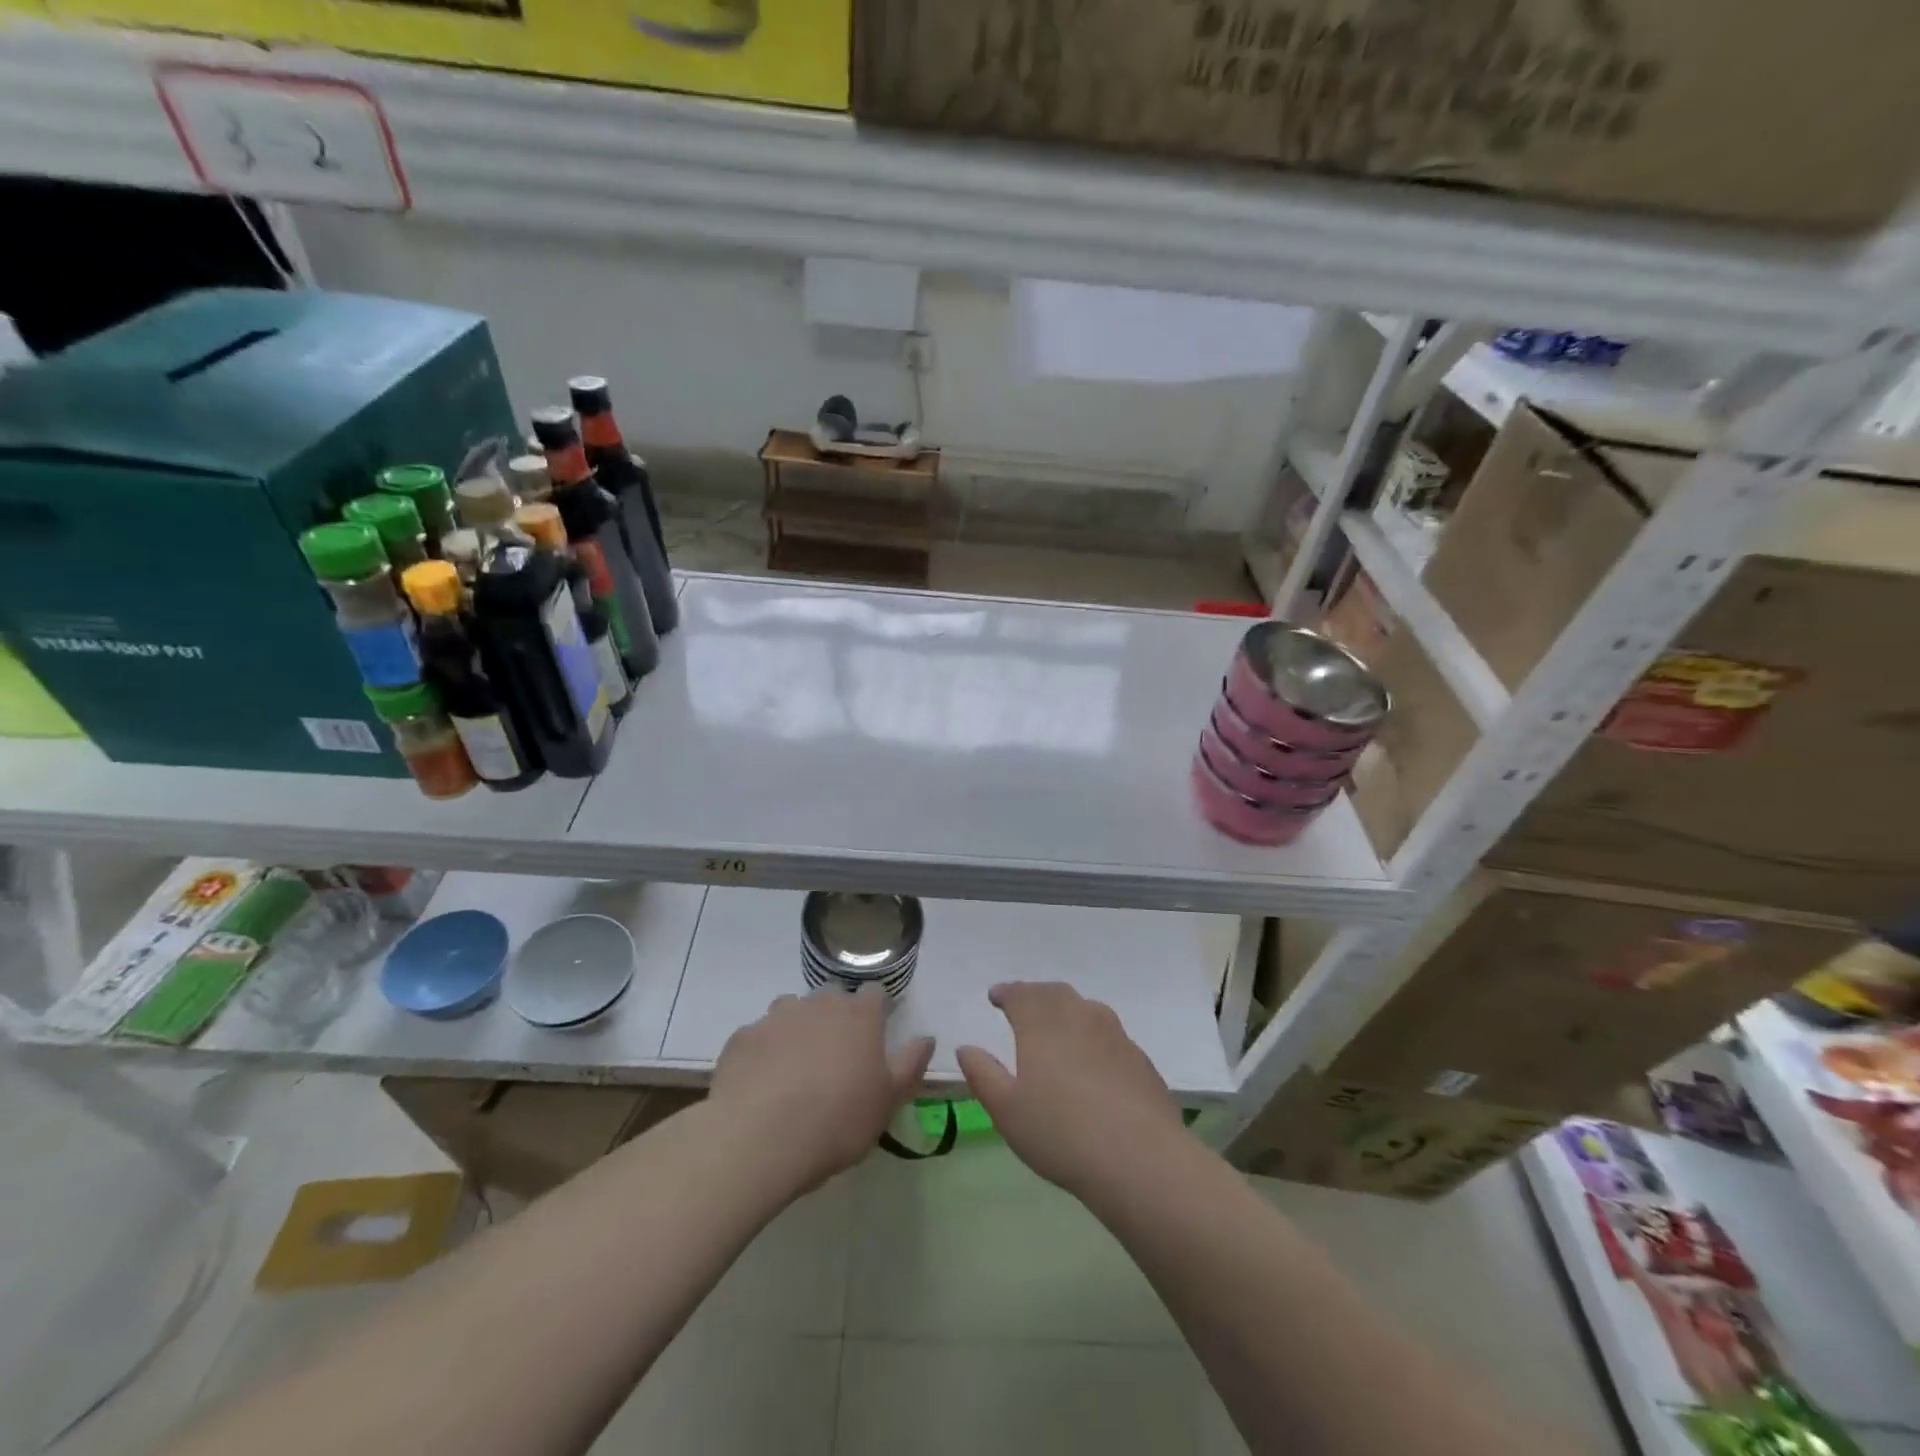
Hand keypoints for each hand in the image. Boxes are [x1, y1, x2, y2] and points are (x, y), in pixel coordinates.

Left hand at [710, 987, 934, 1191]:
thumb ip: (911, 1064)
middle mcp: (819, 1003)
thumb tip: (926, 1037)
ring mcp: (776, 1016)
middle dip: (836, 1016)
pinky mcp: (743, 1037)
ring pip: (792, 1010)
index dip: (876, 1010)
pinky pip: (759, 1036)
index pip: (874, 993)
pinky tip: (761, 1083)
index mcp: (859, 1014)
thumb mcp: (888, 1101)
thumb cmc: (837, 1120)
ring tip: (795, 1068)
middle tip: (836, 1056)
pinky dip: (764, 1051)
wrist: (758, 1139)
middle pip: (832, 996)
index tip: (875, 1034)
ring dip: (798, 1029)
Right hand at [956, 982, 1181, 1199]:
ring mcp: (1114, 1033)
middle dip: (1035, 996)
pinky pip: (1109, 1033)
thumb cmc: (1060, 1132)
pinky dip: (1092, 1035)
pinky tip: (1092, 1060)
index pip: (1020, 994)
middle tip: (1023, 1006)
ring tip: (1057, 1027)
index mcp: (1041, 1022)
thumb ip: (983, 1074)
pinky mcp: (1139, 1057)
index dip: (1005, 993)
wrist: (1139, 1158)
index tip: (995, 997)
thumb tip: (966, 1048)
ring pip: (1085, 1008)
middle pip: (1054, 993)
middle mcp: (1078, 1015)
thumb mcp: (1006, 1110)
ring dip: (1066, 1010)